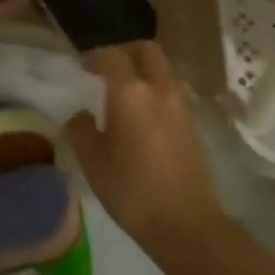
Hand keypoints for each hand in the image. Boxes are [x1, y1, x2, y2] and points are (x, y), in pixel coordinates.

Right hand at [65, 42, 227, 261]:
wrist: (187, 224)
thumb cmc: (132, 190)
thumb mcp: (93, 162)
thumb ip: (81, 130)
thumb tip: (81, 115)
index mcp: (131, 92)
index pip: (112, 54)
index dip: (95, 55)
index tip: (82, 67)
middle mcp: (159, 89)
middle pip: (146, 50)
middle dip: (126, 52)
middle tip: (108, 70)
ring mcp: (181, 105)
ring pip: (163, 70)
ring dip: (144, 72)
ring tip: (125, 96)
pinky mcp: (193, 124)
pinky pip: (172, 93)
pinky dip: (156, 93)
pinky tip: (144, 118)